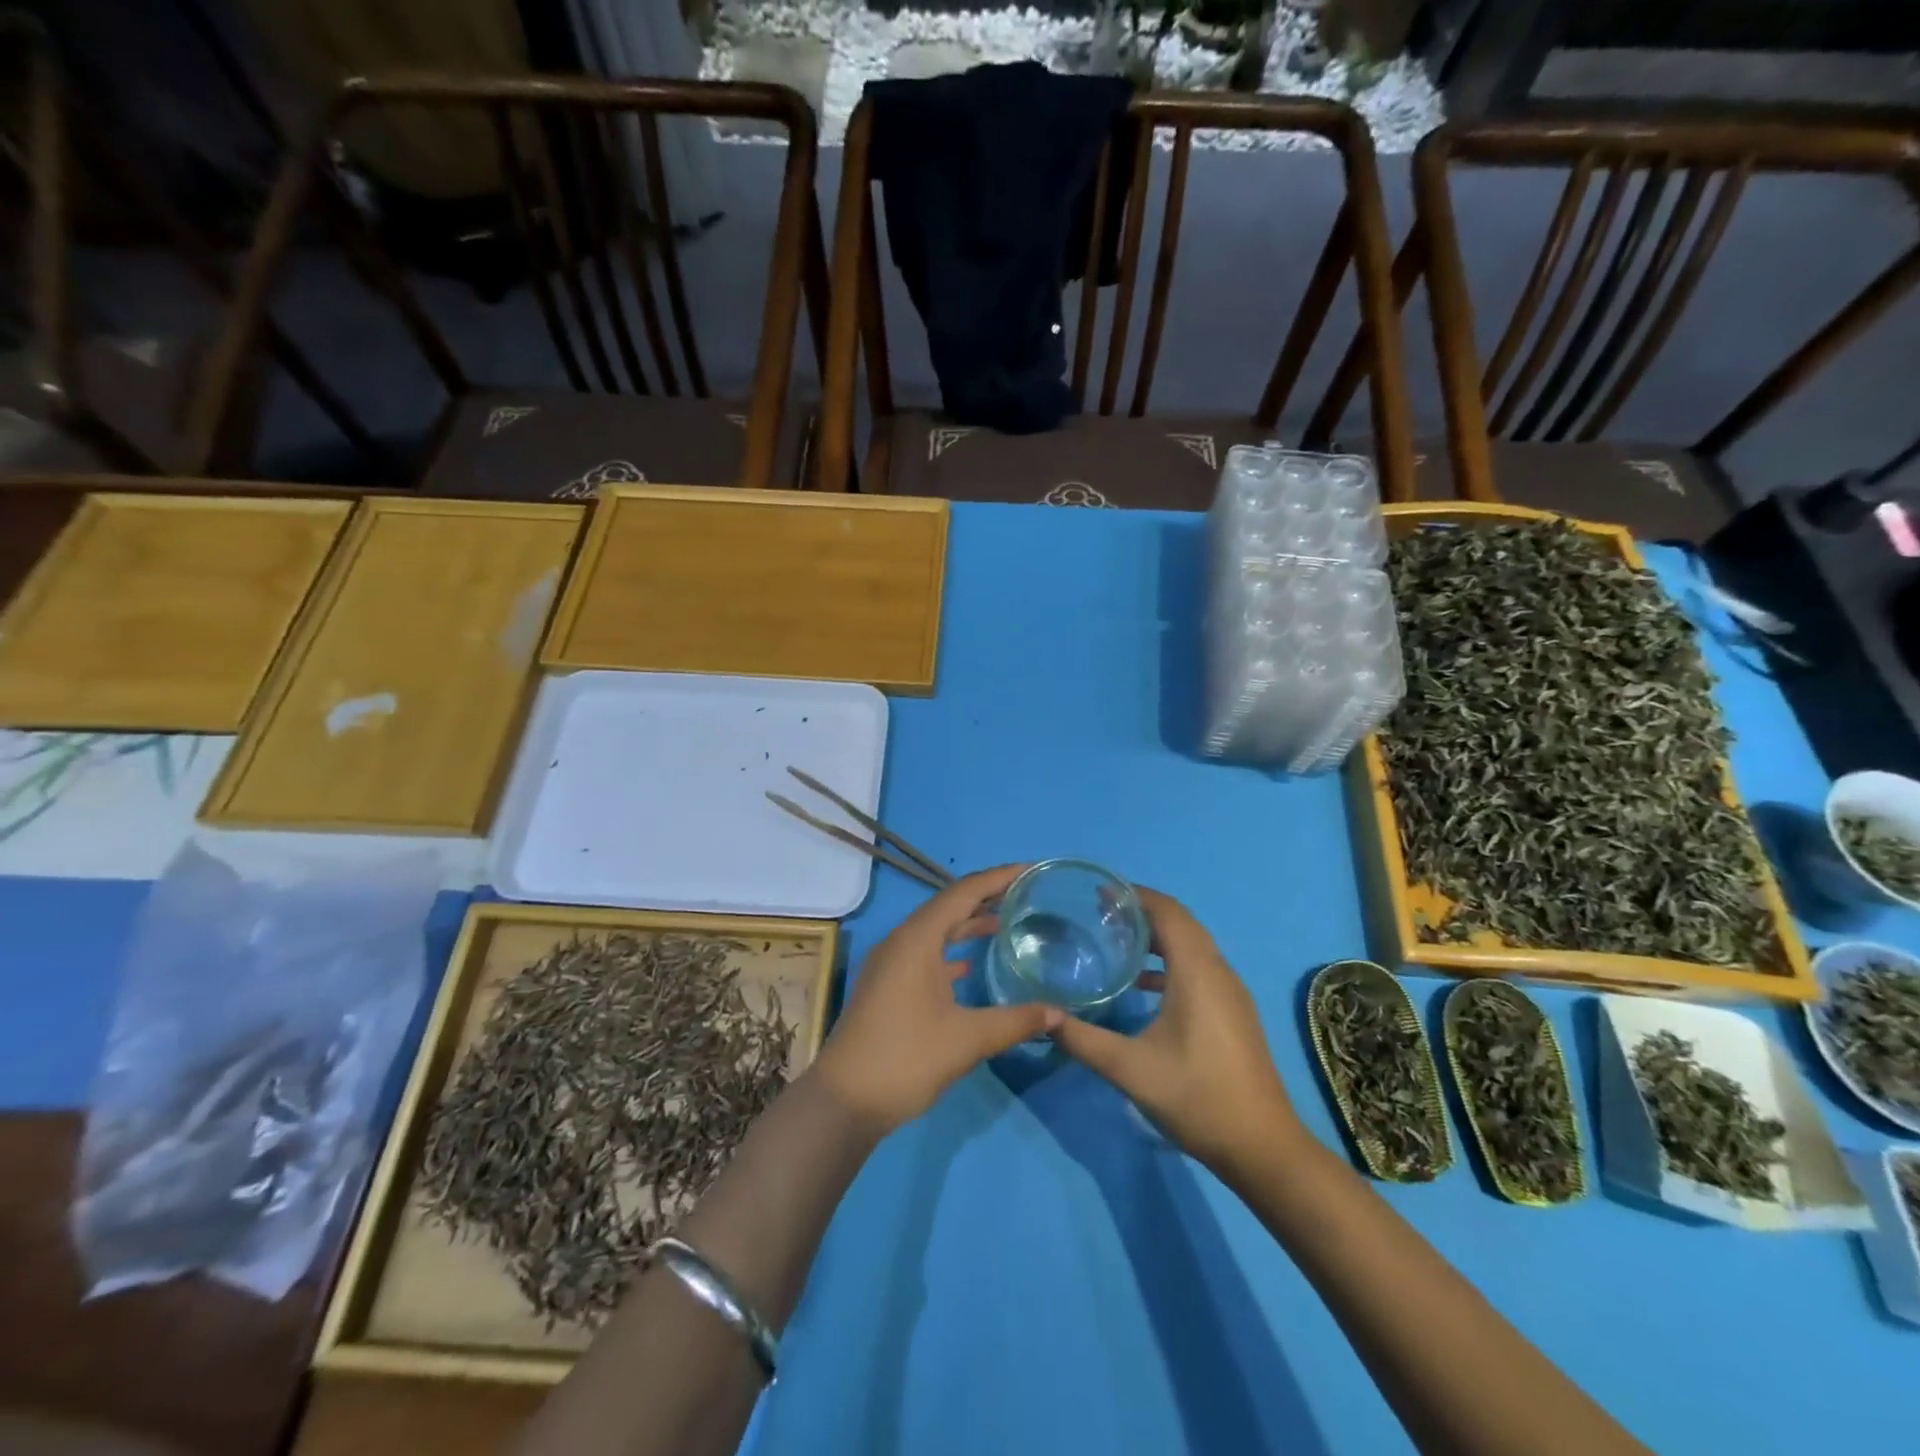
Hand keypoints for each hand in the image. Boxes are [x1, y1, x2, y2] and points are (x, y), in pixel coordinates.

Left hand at [809, 865, 1062, 1134]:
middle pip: (948, 906)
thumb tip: (1059, 1012)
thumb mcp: (966, 1039)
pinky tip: (969, 966)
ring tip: (1004, 923)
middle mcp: (901, 941)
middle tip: (1024, 894)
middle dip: (985, 897)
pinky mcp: (886, 985)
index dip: (998, 877)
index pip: (963, 892)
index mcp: (917, 939)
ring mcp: (890, 964)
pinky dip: (950, 951)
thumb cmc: (905, 1059)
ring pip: (935, 931)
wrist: (844, 1101)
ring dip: (967, 924)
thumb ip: (1015, 1021)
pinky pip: (924, 953)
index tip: (1030, 870)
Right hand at [1051, 886, 1299, 1170]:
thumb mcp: (1130, 1069)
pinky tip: (1140, 984)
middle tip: (1100, 912)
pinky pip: (1199, 966)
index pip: (1168, 912)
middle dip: (1142, 910)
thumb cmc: (1197, 1098)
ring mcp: (1230, 992)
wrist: (1262, 1147)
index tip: (1099, 893)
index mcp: (1197, 972)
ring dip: (1157, 935)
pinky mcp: (1233, 1011)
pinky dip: (1169, 961)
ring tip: (1116, 939)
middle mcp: (1218, 971)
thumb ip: (1083, 1039)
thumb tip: (1043, 1016)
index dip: (1135, 895)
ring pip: (1192, 944)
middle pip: (1181, 922)